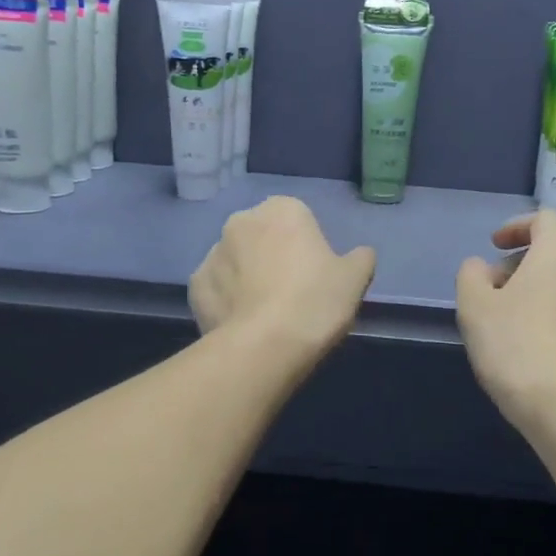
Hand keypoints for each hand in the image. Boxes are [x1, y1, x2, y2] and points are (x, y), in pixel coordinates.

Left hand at [190, 196, 375, 363]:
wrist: (264, 346)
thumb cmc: (315, 302)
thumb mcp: (356, 279)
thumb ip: (360, 258)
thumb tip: (360, 254)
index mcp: (283, 209)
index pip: (298, 219)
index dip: (307, 248)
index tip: (315, 277)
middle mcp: (241, 221)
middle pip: (262, 236)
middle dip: (272, 257)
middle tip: (291, 295)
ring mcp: (212, 253)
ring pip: (236, 262)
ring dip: (247, 277)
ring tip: (265, 314)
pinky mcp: (195, 285)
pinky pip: (217, 288)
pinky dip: (227, 301)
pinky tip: (242, 324)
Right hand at [456, 210, 555, 429]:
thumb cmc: (514, 344)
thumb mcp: (474, 306)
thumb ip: (471, 275)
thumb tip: (482, 268)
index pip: (544, 220)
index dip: (516, 227)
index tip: (494, 246)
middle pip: (555, 252)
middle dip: (521, 264)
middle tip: (492, 291)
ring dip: (537, 291)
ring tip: (508, 322)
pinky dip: (553, 315)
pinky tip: (531, 346)